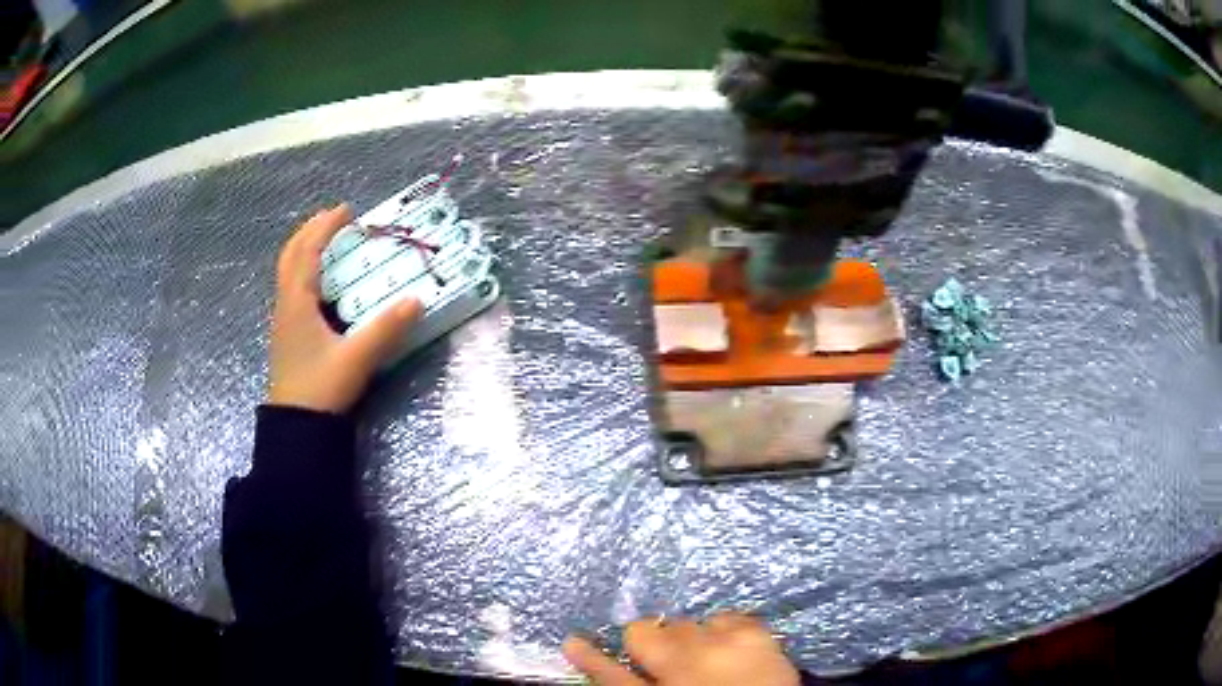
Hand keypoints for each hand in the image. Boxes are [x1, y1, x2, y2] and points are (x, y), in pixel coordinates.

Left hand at [268, 204, 421, 412]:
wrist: (296, 428)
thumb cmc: (320, 389)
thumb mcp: (356, 359)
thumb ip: (386, 329)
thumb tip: (417, 299)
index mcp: (297, 301)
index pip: (309, 251)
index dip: (326, 227)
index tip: (347, 210)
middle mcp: (286, 304)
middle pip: (291, 255)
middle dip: (311, 231)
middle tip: (334, 219)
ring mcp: (284, 320)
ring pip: (289, 272)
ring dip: (306, 250)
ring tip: (327, 243)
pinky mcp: (288, 335)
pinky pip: (293, 288)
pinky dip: (305, 271)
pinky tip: (322, 285)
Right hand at [562, 614, 800, 685]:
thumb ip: (631, 683)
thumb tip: (595, 656)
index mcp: (662, 684)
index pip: (609, 672)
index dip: (590, 657)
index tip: (575, 642)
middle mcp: (685, 661)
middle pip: (646, 632)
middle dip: (654, 646)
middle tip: (671, 666)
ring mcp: (724, 642)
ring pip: (684, 622)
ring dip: (689, 638)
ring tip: (708, 659)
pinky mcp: (758, 632)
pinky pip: (723, 617)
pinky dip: (722, 631)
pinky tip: (731, 650)